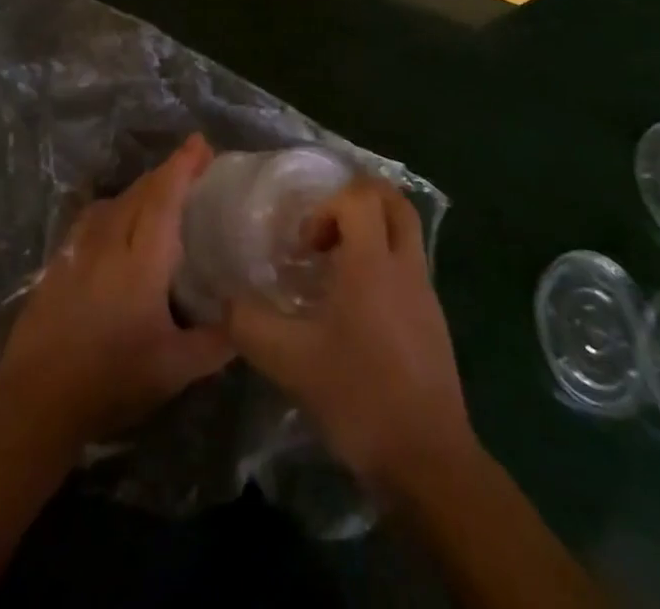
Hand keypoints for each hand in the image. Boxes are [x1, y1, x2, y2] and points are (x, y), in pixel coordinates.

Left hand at [0, 134, 234, 451]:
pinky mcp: (57, 264)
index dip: (183, 166)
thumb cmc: (111, 380)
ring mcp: (77, 250)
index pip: (164, 198)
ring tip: (158, 192)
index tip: (200, 143)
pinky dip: (112, 208)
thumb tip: (244, 321)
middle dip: (167, 172)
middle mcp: (109, 242)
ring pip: (113, 202)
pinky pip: (91, 219)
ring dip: (139, 189)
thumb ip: (214, 343)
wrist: (36, 400)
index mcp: (141, 261)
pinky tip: (115, 223)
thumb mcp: (174, 370)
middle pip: (140, 192)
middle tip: (191, 165)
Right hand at [224, 178, 475, 496]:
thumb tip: (226, 301)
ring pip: (405, 232)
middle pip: (393, 200)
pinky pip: (409, 267)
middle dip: (357, 201)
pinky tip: (356, 310)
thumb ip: (250, 325)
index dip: (326, 207)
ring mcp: (425, 293)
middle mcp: (405, 266)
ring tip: (336, 271)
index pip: (359, 196)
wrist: (429, 462)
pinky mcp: (434, 320)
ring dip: (371, 233)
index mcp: (373, 263)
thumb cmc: (360, 397)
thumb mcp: (290, 363)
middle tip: (325, 233)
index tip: (306, 248)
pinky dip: (383, 265)